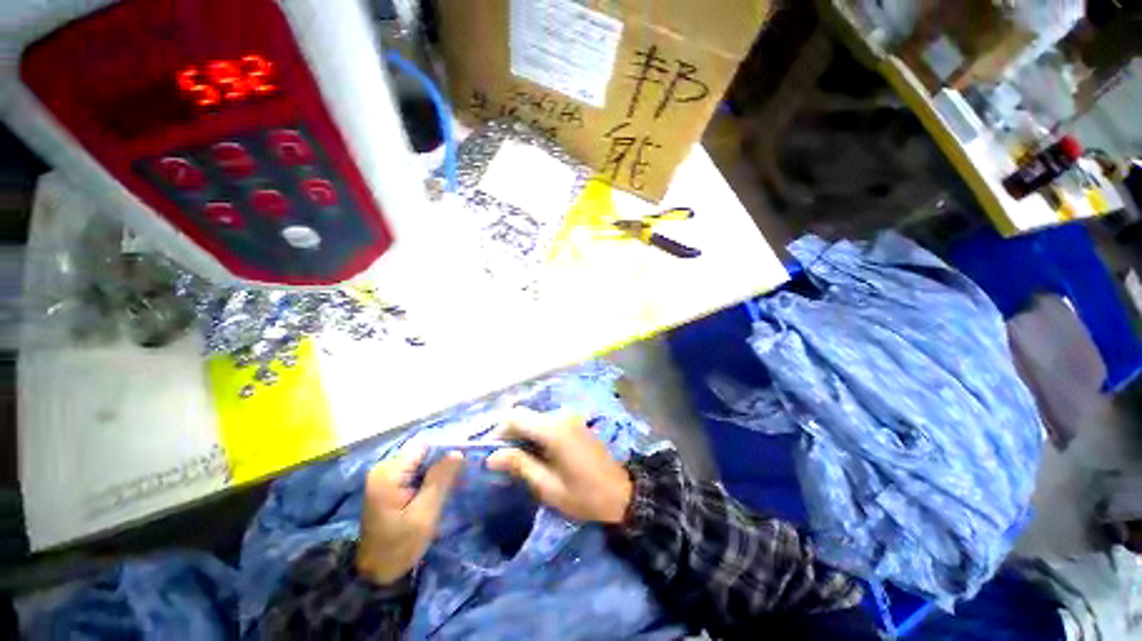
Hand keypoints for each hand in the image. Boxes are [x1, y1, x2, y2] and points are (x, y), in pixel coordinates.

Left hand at [356, 446, 462, 584]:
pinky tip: (435, 491)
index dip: (444, 451)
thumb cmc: (399, 547)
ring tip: (448, 485)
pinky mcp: (387, 484)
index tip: (460, 465)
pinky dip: (426, 478)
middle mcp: (383, 468)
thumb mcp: (424, 515)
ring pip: (419, 461)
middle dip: (440, 462)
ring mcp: (383, 476)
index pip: (423, 446)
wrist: (374, 574)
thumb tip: (457, 452)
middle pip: (421, 452)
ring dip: (434, 471)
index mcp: (388, 474)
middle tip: (457, 479)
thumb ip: (440, 481)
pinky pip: (413, 471)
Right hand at [486, 409, 632, 524]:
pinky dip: (535, 433)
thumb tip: (491, 456)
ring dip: (522, 434)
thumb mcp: (548, 486)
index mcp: (553, 429)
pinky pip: (547, 422)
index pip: (515, 417)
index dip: (497, 431)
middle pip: (525, 415)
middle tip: (498, 459)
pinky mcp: (575, 422)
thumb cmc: (584, 495)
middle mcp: (561, 415)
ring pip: (535, 418)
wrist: (621, 492)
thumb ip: (520, 465)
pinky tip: (534, 453)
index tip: (488, 451)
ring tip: (514, 459)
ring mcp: (570, 417)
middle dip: (508, 433)